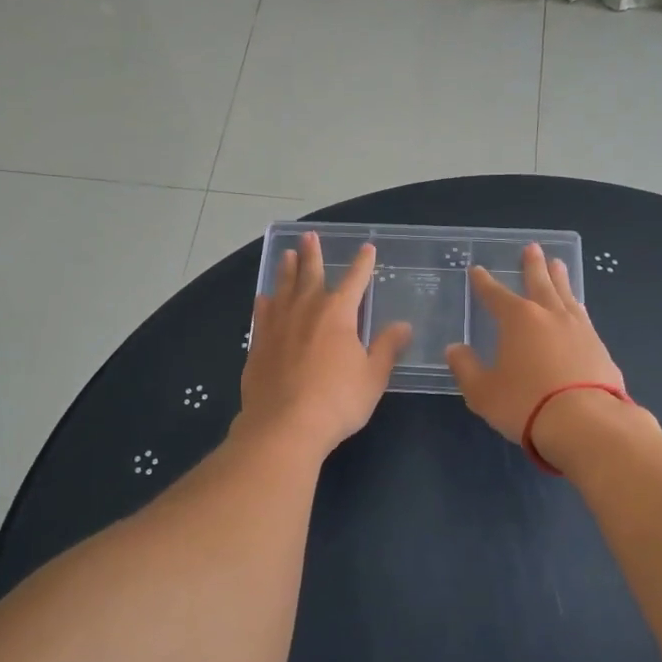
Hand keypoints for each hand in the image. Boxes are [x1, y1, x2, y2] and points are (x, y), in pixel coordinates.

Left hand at [238, 233, 411, 457]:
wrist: (284, 425)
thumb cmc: (337, 401)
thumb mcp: (372, 376)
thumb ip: (387, 347)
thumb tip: (403, 326)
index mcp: (338, 314)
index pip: (355, 280)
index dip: (362, 264)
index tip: (367, 248)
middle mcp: (306, 310)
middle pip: (310, 274)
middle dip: (312, 255)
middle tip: (308, 236)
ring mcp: (278, 325)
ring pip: (283, 288)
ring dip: (286, 270)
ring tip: (286, 255)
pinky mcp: (258, 343)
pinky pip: (262, 314)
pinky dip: (265, 303)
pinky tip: (264, 298)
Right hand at [444, 245, 625, 444]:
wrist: (587, 422)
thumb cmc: (526, 403)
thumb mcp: (483, 391)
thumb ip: (466, 368)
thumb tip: (455, 349)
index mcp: (518, 320)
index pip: (495, 295)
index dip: (484, 283)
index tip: (477, 270)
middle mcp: (549, 315)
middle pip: (539, 283)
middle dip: (532, 266)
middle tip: (532, 248)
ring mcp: (579, 329)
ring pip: (566, 295)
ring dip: (559, 279)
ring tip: (558, 264)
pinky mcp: (599, 348)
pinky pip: (582, 316)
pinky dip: (575, 306)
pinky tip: (577, 308)